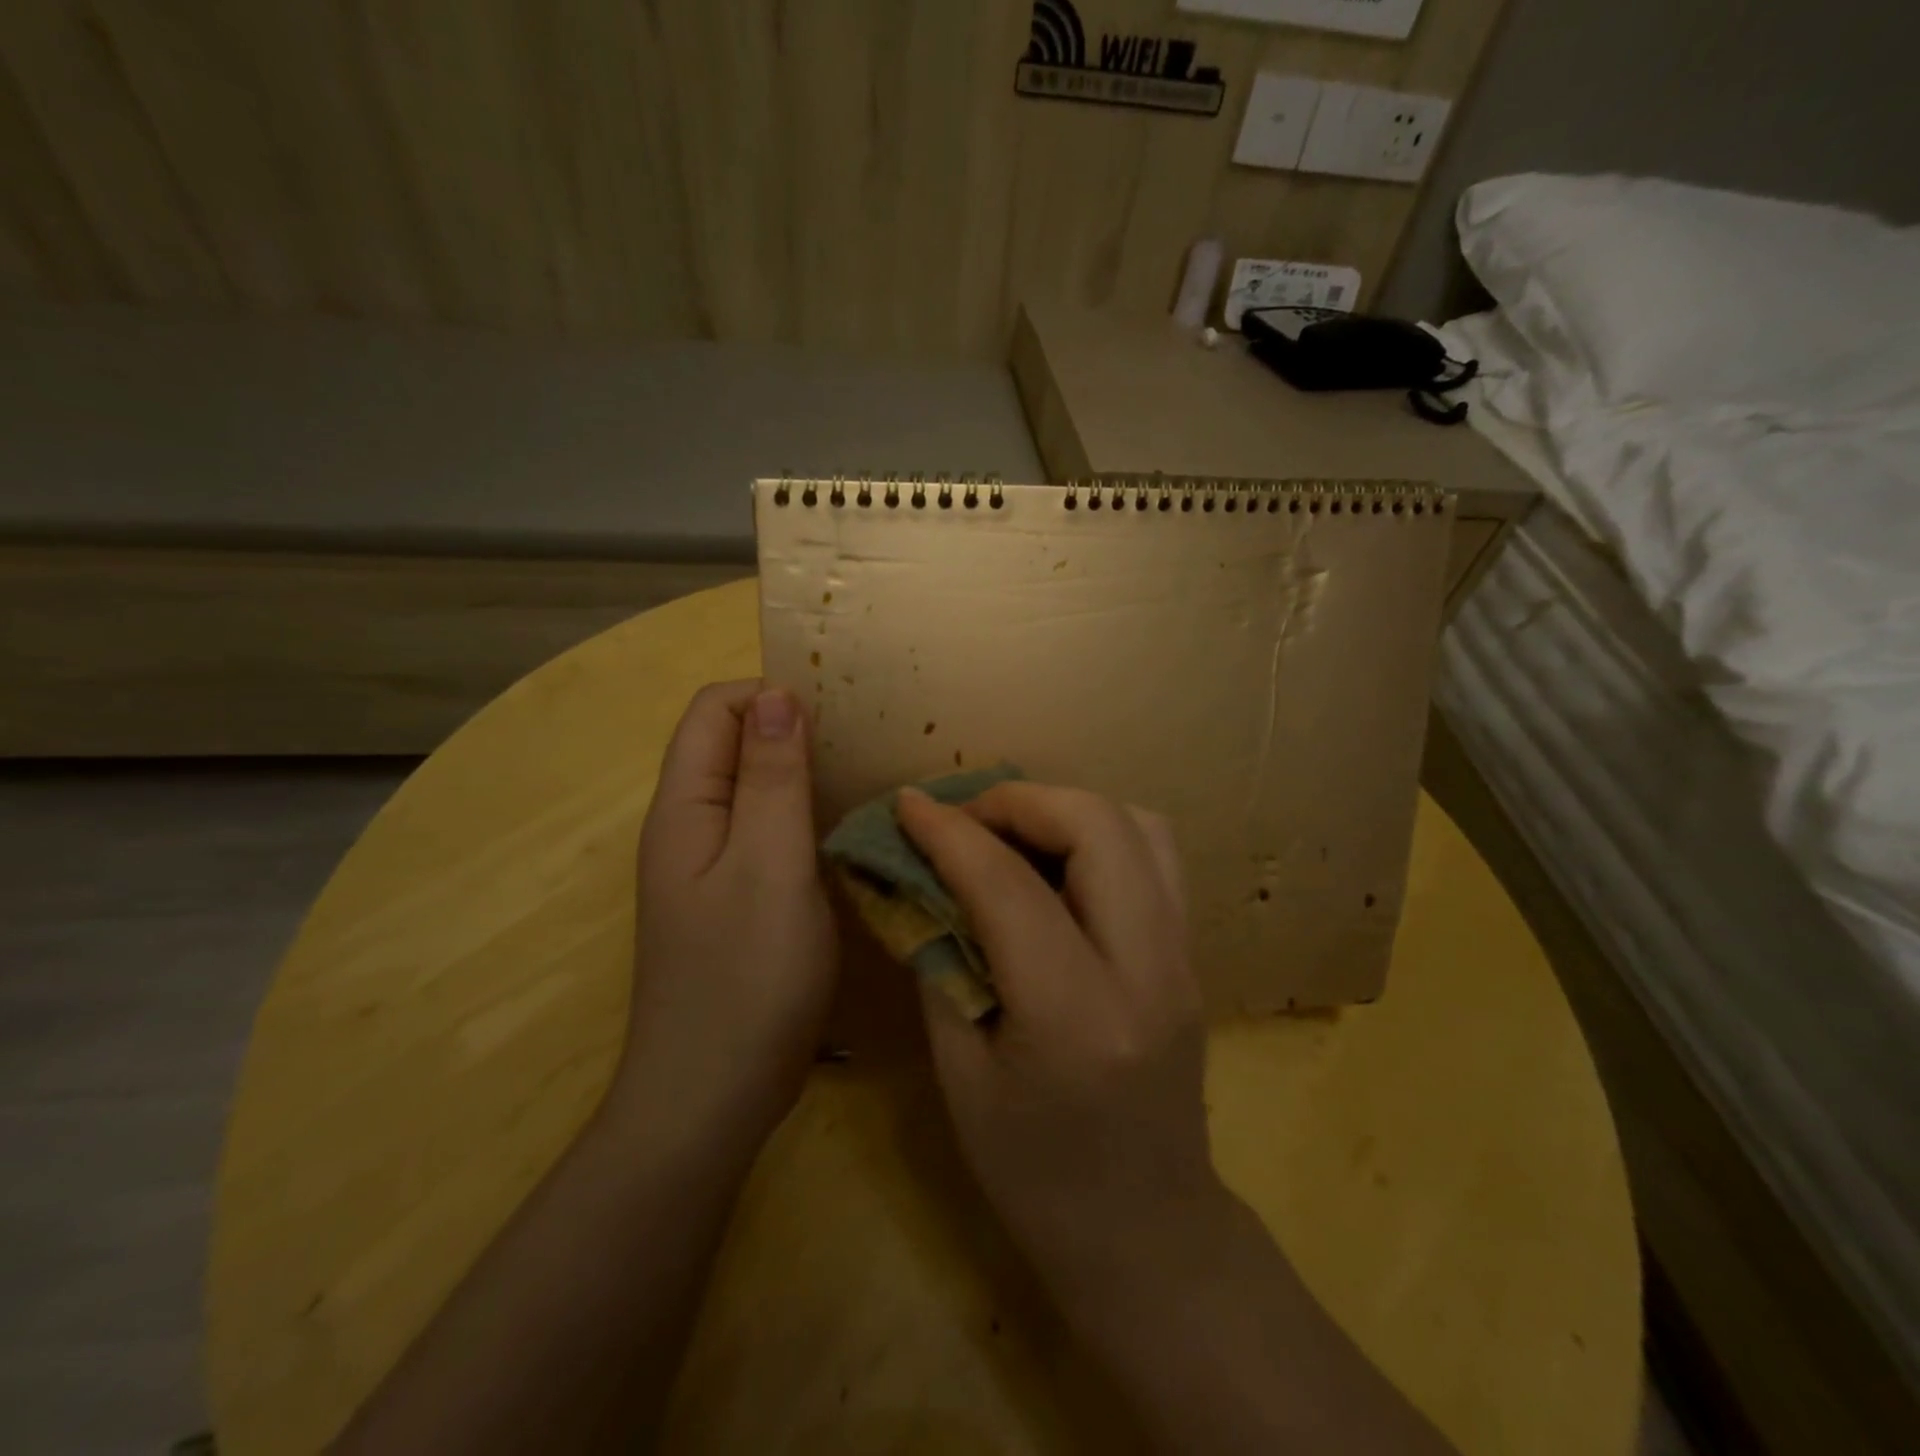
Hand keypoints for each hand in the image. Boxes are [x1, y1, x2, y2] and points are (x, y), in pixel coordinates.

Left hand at [612, 680, 837, 1146]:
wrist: (713, 1097)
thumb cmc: (746, 976)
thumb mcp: (770, 864)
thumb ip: (773, 777)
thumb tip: (776, 694)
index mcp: (685, 807)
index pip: (715, 710)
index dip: (771, 698)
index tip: (838, 720)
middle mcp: (691, 827)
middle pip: (734, 746)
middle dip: (793, 732)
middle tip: (865, 749)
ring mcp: (712, 867)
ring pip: (756, 791)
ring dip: (805, 776)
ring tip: (868, 783)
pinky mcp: (737, 900)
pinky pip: (769, 835)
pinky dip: (806, 819)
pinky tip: (849, 836)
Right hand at [895, 782, 1228, 1299]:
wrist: (1146, 1231)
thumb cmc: (1033, 1172)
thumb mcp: (960, 1074)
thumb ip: (940, 961)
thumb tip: (918, 878)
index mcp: (1074, 1016)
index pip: (1008, 885)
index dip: (949, 833)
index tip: (907, 805)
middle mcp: (1146, 969)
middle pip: (1096, 826)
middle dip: (1018, 801)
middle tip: (963, 819)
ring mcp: (1183, 956)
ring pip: (1138, 825)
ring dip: (1064, 809)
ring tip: (1010, 833)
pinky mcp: (1192, 952)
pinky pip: (1156, 854)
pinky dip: (1100, 832)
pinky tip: (1058, 863)